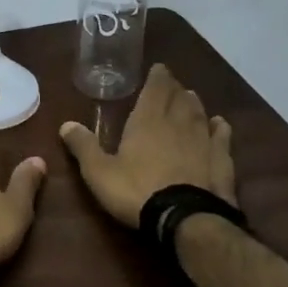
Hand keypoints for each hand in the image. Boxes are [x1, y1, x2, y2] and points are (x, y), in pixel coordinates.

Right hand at [59, 63, 235, 227]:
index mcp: (147, 121)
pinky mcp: (221, 161)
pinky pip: (221, 137)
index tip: (159, 68)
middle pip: (178, 98)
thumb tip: (66, 124)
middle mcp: (177, 123)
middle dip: (174, 88)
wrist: (185, 218)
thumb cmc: (136, 190)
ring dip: (194, 104)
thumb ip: (83, 146)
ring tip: (190, 97)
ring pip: (200, 113)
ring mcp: (203, 141)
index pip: (155, 89)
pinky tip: (219, 124)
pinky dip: (219, 127)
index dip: (157, 77)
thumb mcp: (99, 172)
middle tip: (171, 83)